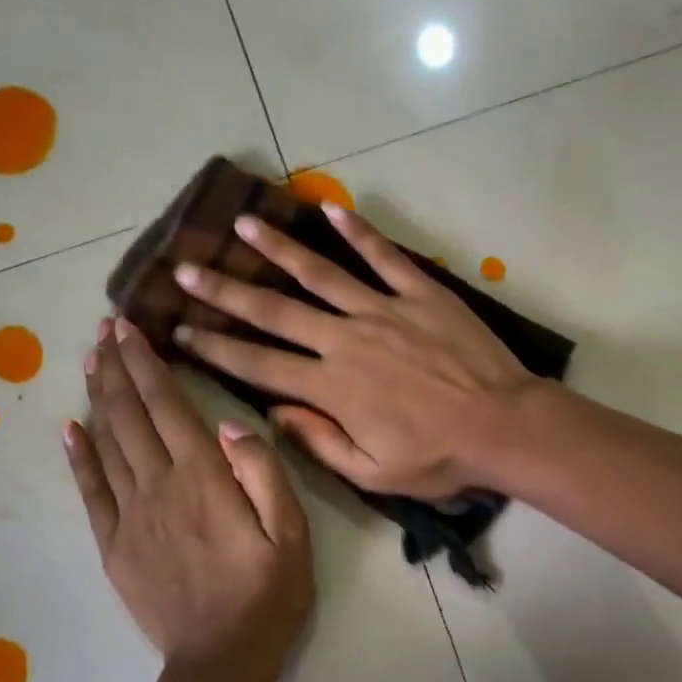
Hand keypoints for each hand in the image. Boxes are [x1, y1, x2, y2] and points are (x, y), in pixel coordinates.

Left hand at [64, 318, 313, 681]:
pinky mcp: (114, 545)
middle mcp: (159, 486)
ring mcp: (130, 516)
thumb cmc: (267, 595)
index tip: (127, 328)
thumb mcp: (291, 533)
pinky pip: (90, 491)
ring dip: (98, 399)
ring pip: (106, 444)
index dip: (146, 364)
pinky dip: (78, 455)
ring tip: (91, 363)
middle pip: (130, 416)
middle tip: (104, 331)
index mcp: (204, 478)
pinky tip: (70, 428)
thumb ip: (263, 473)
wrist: (219, 662)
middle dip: (117, 368)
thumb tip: (229, 425)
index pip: (168, 406)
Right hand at [168, 206, 537, 499]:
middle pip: (274, 311)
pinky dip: (357, 232)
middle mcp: (345, 340)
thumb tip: (273, 412)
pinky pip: (383, 256)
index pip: (257, 364)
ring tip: (242, 225)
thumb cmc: (438, 456)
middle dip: (225, 290)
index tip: (178, 329)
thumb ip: (318, 441)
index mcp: (331, 387)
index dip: (213, 347)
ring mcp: (383, 310)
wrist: (503, 426)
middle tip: (186, 268)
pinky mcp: (420, 293)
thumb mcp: (371, 472)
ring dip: (277, 249)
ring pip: (319, 273)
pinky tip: (329, 210)